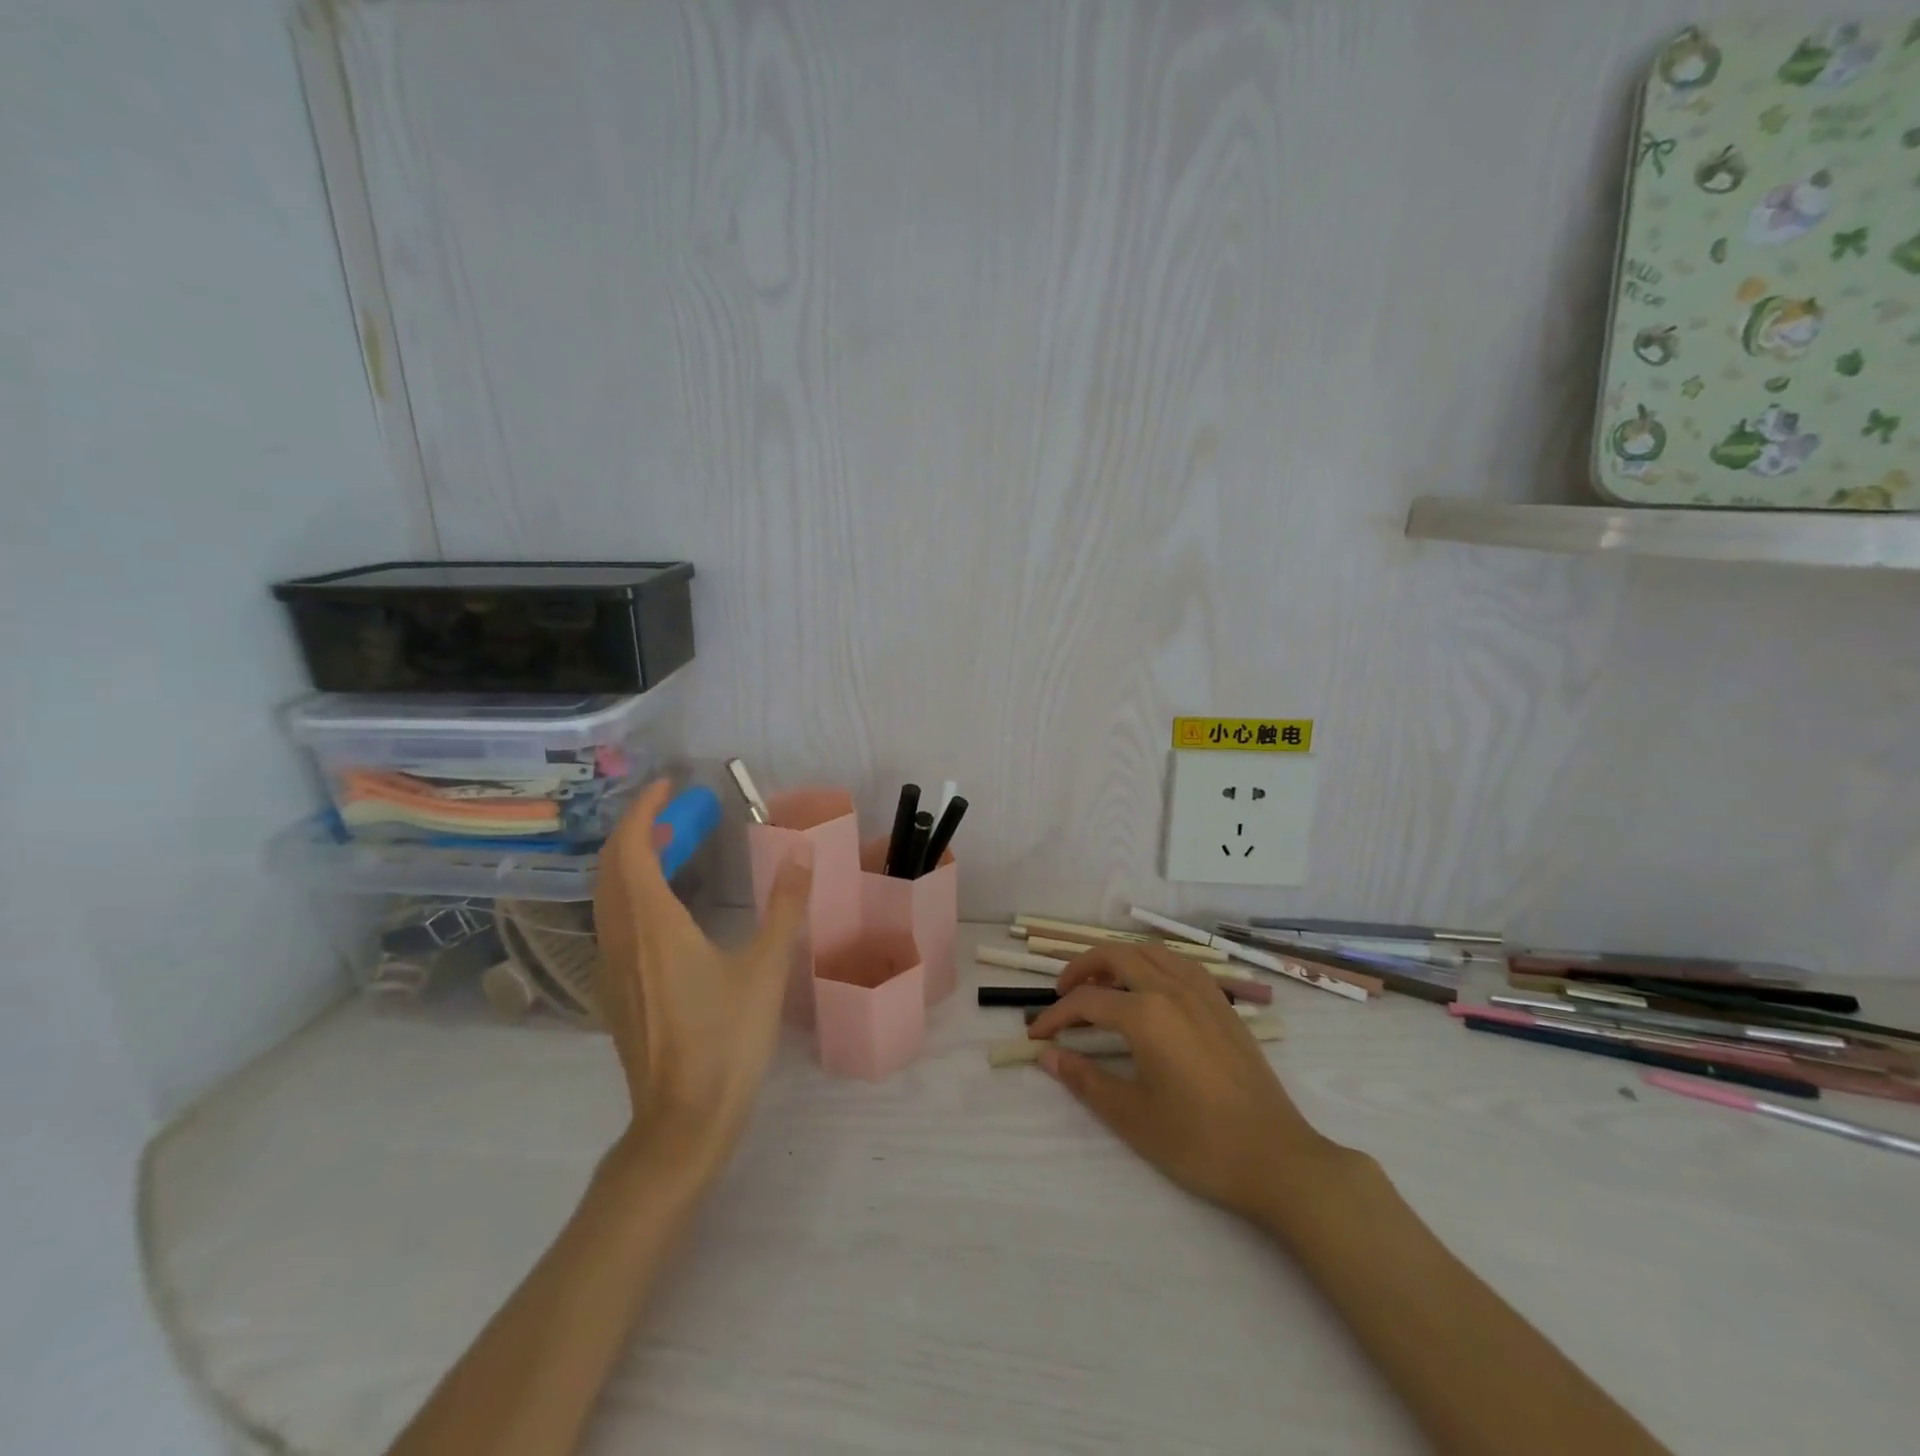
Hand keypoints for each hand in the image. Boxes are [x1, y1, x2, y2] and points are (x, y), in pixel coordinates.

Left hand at [591, 779, 812, 1161]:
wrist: (682, 1121)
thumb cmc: (726, 1040)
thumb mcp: (766, 969)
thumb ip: (785, 907)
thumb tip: (802, 854)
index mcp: (653, 925)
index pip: (631, 849)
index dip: (643, 811)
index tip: (669, 787)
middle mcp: (622, 939)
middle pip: (611, 868)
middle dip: (636, 829)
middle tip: (675, 812)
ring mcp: (612, 968)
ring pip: (608, 896)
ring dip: (631, 860)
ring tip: (670, 847)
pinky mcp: (617, 992)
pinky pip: (613, 922)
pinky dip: (630, 892)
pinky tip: (663, 905)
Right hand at [1028, 944, 1338, 1221]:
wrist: (1277, 1160)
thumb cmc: (1199, 1143)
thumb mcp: (1132, 1117)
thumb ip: (1084, 1080)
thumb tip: (1047, 1056)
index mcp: (1147, 1014)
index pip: (1086, 1001)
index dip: (1056, 1016)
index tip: (1036, 1037)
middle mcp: (1172, 989)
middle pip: (1116, 955)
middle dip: (1081, 968)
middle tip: (1062, 994)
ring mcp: (1203, 992)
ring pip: (1150, 951)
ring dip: (1118, 959)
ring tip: (1101, 985)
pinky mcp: (1223, 1004)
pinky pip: (1179, 964)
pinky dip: (1152, 963)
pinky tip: (1149, 988)